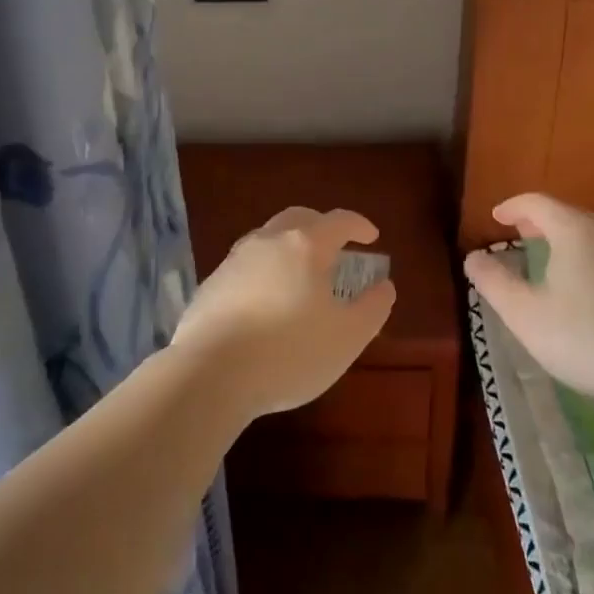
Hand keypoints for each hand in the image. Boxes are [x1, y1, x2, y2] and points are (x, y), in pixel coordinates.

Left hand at [173, 206, 396, 420]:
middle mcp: (268, 241)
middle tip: (336, 248)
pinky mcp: (211, 284)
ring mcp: (234, 260)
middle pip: (298, 219)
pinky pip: (245, 265)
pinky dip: (263, 271)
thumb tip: (384, 286)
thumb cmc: (289, 353)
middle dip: (321, 227)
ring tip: (300, 275)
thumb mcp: (347, 337)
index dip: (359, 225)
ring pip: (267, 239)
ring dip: (288, 247)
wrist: (209, 374)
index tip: (372, 237)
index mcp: (305, 245)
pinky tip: (265, 301)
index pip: (338, 221)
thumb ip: (372, 308)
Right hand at [463, 193, 593, 407]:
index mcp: (574, 232)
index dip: (513, 206)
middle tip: (518, 232)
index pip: (537, 203)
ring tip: (546, 255)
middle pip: (567, 214)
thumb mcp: (526, 315)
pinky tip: (582, 286)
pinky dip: (585, 255)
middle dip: (539, 220)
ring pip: (590, 234)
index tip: (495, 217)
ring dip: (563, 237)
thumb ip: (494, 282)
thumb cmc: (587, 337)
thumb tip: (474, 256)